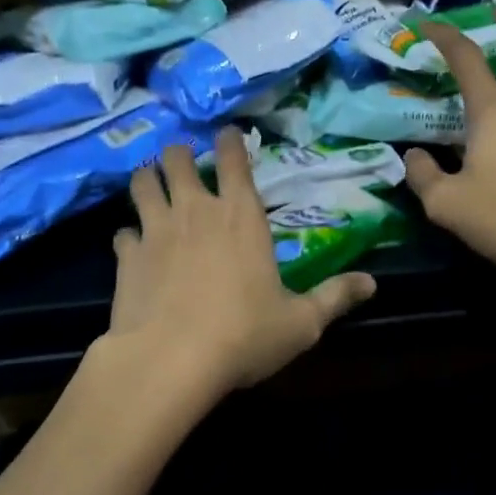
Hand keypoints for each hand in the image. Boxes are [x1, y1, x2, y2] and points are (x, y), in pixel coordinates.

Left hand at [102, 134, 376, 397]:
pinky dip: (129, 234)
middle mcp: (196, 210)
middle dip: (180, 154)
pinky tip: (133, 247)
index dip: (230, 140)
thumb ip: (335, 297)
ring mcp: (156, 229)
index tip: (227, 133)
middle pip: (178, 158)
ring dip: (148, 179)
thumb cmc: (243, 335)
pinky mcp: (126, 256)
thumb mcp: (301, 322)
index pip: (234, 157)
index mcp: (240, 214)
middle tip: (185, 163)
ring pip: (143, 182)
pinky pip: (122, 232)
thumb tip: (373, 284)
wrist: (170, 360)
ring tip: (153, 185)